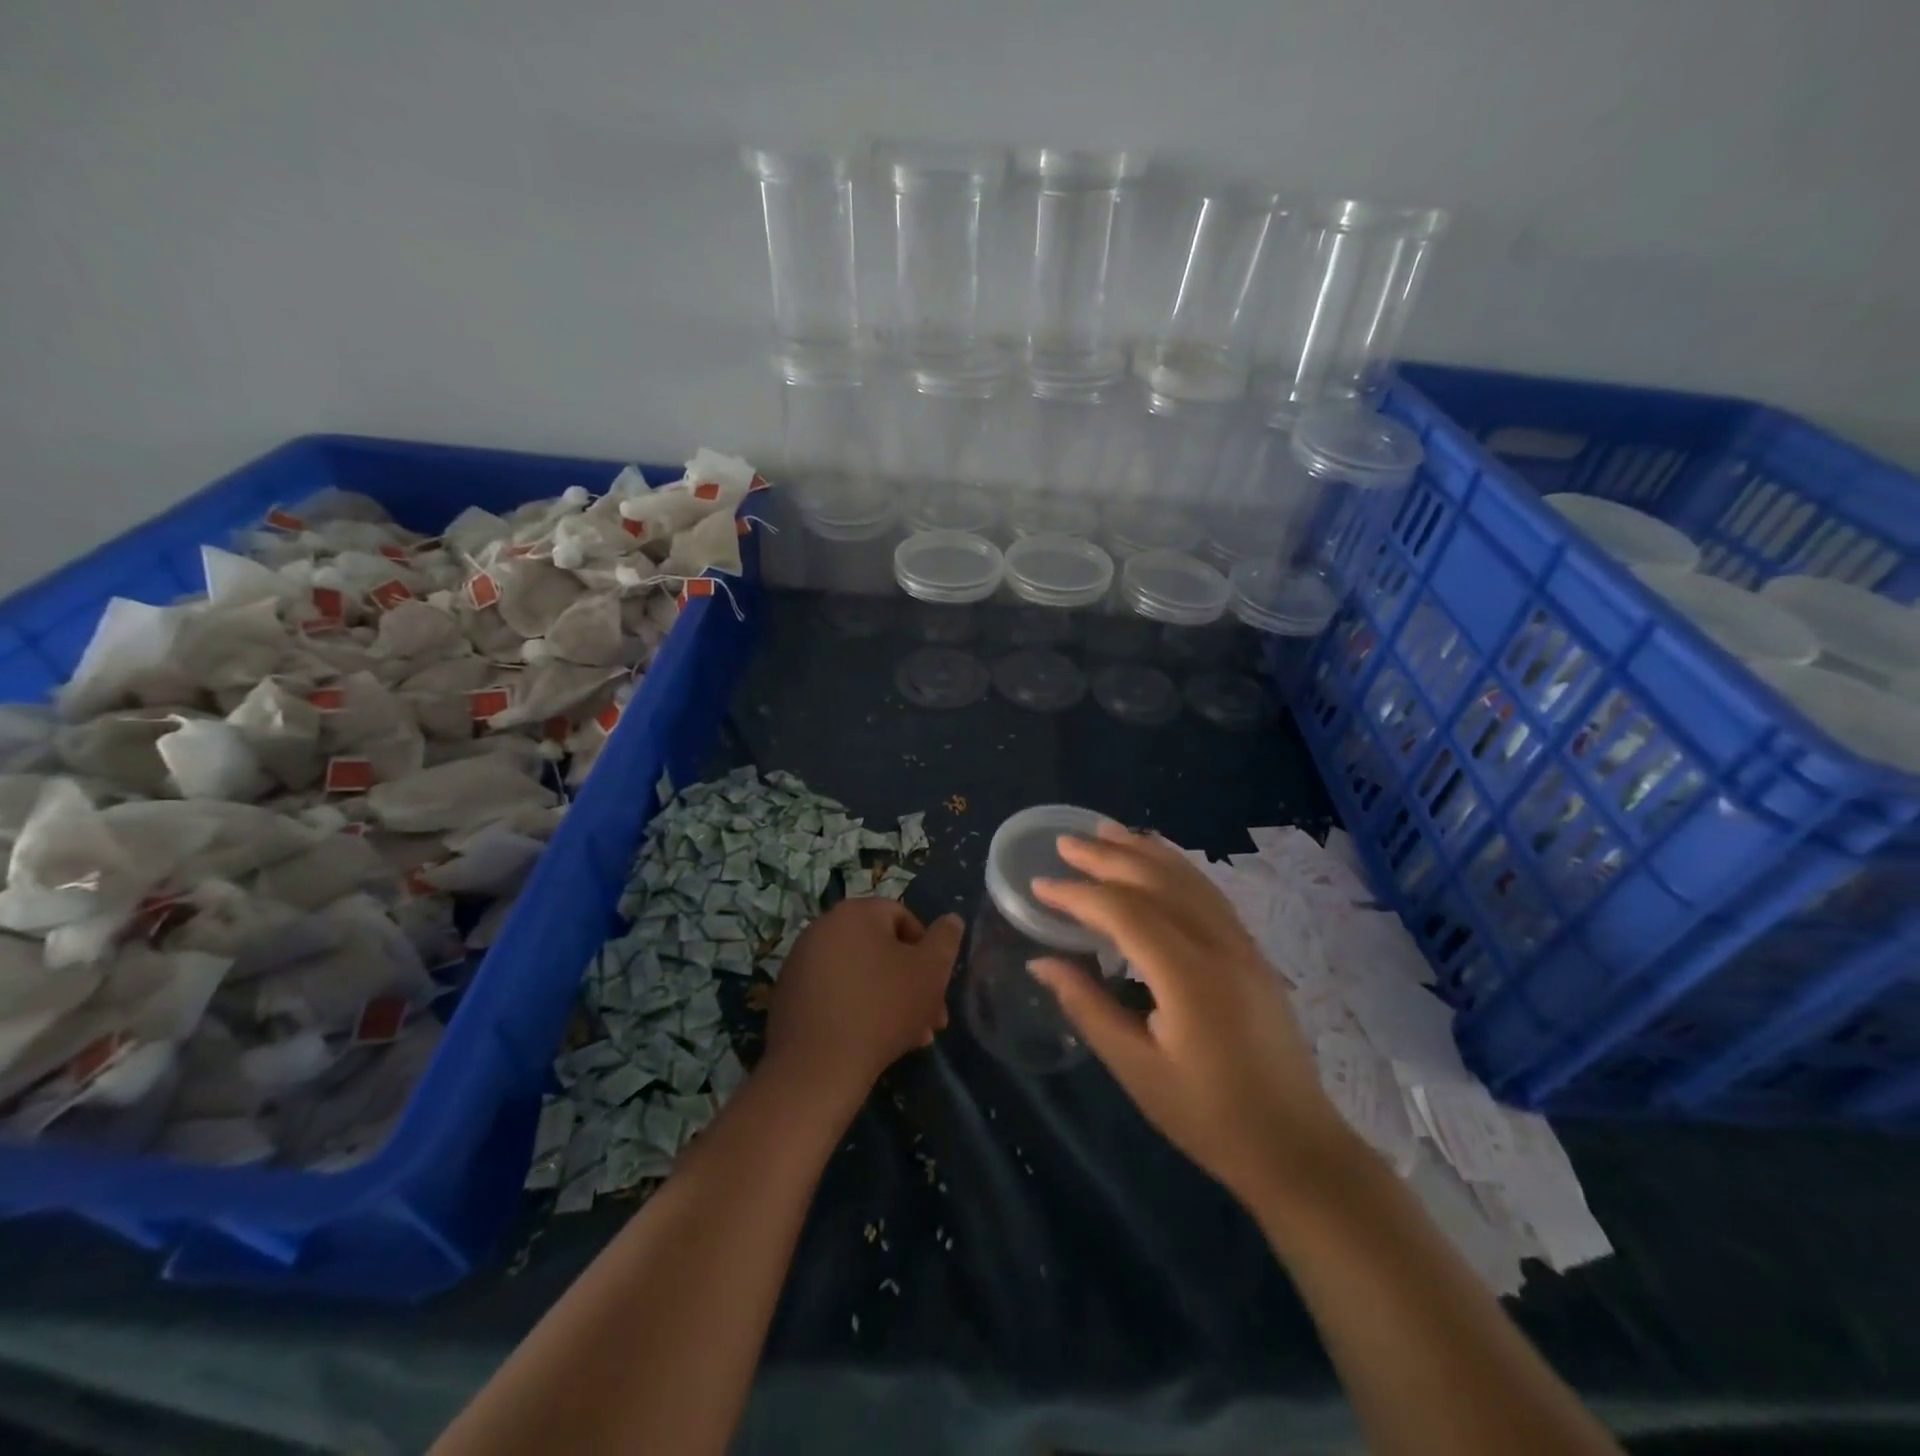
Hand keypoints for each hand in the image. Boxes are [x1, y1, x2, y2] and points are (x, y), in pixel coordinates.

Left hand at [765, 897, 960, 1105]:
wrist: (817, 1068)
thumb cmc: (883, 1008)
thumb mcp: (930, 971)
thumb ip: (946, 940)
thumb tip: (951, 920)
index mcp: (855, 912)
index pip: (903, 917)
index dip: (927, 951)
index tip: (938, 986)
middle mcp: (822, 928)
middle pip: (880, 950)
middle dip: (910, 983)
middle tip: (930, 1020)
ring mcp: (800, 962)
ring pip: (859, 975)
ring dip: (888, 1000)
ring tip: (908, 1039)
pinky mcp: (788, 996)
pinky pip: (834, 994)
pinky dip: (855, 1010)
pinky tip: (872, 1043)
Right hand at [1029, 824, 1350, 1203]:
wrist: (1295, 1147)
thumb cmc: (1208, 1116)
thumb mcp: (1136, 1069)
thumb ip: (1086, 1007)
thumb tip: (1040, 962)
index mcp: (1189, 978)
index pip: (1125, 913)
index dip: (1078, 894)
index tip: (1040, 885)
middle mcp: (1220, 946)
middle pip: (1157, 882)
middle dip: (1107, 858)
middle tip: (1065, 842)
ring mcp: (1242, 945)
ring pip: (1188, 878)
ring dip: (1143, 851)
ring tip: (1105, 831)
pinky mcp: (1252, 951)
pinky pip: (1209, 893)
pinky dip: (1176, 866)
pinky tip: (1158, 858)